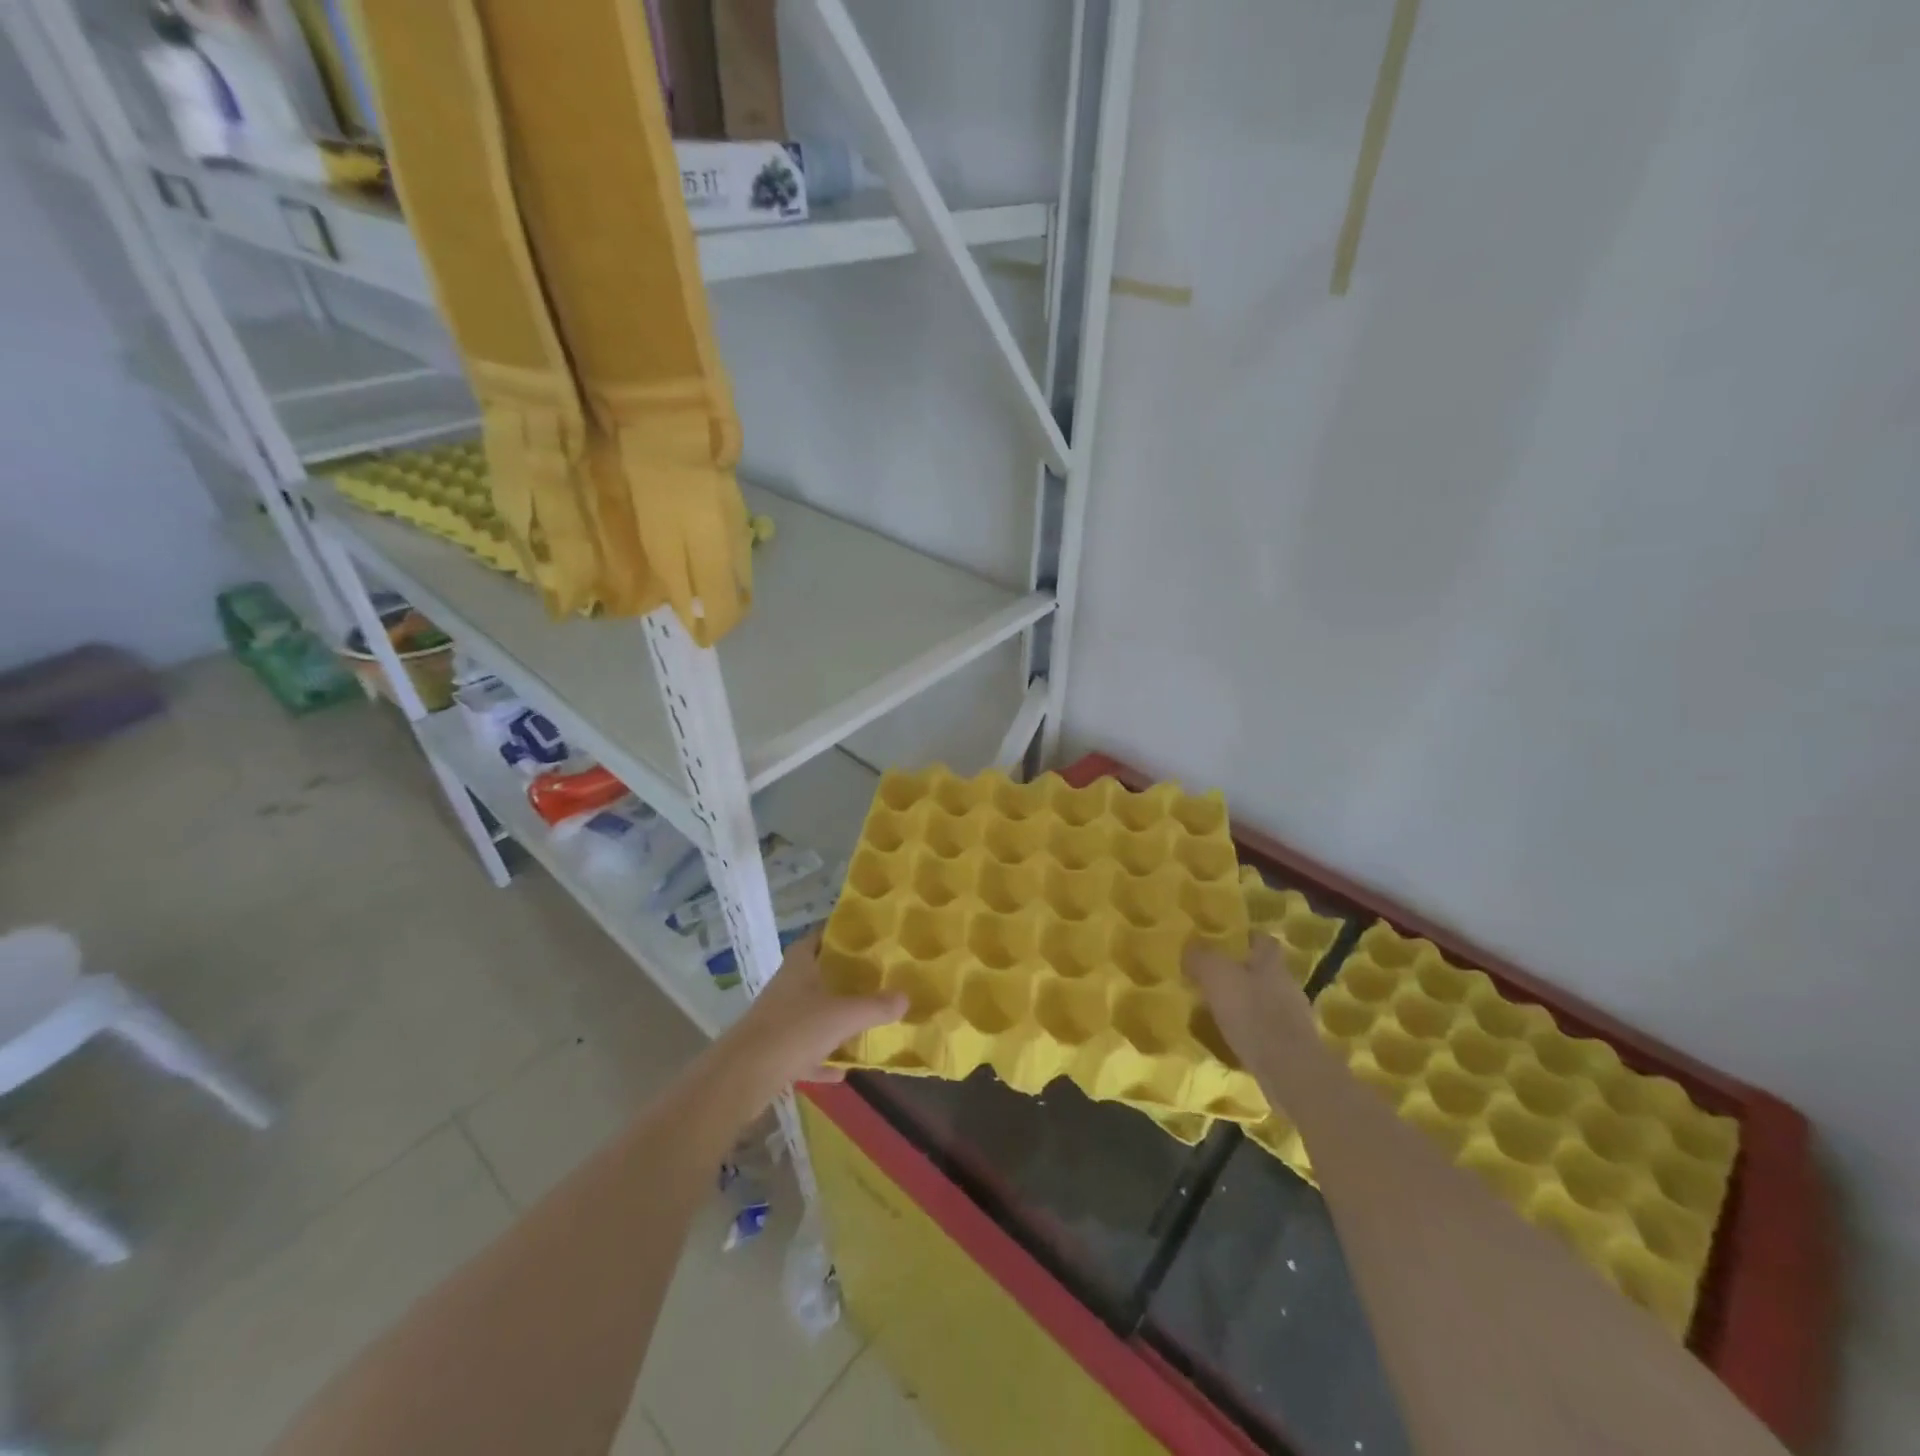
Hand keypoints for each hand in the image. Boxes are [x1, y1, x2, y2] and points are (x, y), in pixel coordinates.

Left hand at [721, 933, 905, 1100]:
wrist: (743, 1077)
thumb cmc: (794, 1030)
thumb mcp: (843, 1016)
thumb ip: (876, 1007)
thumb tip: (906, 997)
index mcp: (798, 967)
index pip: (814, 939)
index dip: (834, 934)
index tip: (861, 936)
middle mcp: (785, 988)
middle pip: (813, 975)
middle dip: (839, 978)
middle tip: (871, 978)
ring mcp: (776, 1021)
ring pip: (808, 1014)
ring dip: (830, 1021)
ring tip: (861, 1024)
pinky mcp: (771, 1054)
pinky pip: (803, 1052)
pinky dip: (821, 1060)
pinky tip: (841, 1072)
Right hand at [1184, 933, 1319, 1085]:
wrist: (1289, 1071)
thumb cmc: (1252, 1014)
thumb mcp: (1217, 976)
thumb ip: (1201, 957)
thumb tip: (1190, 946)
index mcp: (1270, 962)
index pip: (1262, 939)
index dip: (1245, 938)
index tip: (1225, 942)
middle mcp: (1285, 984)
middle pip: (1263, 970)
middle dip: (1240, 972)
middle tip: (1211, 977)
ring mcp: (1292, 1016)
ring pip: (1263, 1000)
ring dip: (1244, 1003)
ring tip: (1215, 1010)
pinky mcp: (1291, 1046)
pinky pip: (1265, 1029)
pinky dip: (1249, 1030)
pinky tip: (1230, 1038)